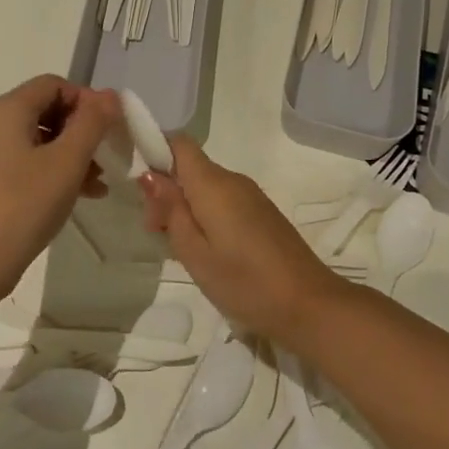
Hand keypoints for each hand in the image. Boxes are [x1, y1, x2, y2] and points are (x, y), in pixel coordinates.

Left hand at [0, 76, 120, 295]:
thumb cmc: (24, 204)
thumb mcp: (67, 161)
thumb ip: (92, 123)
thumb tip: (110, 95)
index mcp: (8, 109)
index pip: (54, 84)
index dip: (86, 100)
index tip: (108, 129)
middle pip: (46, 109)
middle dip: (81, 130)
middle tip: (106, 156)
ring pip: (38, 139)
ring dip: (71, 153)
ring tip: (97, 183)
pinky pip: (26, 161)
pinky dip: (52, 170)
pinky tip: (77, 195)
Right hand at [139, 135, 349, 343]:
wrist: (309, 305)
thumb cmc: (245, 282)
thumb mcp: (195, 253)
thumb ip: (171, 210)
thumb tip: (150, 175)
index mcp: (213, 184)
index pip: (178, 142)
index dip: (154, 151)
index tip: (139, 185)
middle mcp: (232, 180)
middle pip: (189, 167)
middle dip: (166, 191)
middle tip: (156, 234)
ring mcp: (251, 196)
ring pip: (205, 187)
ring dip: (184, 208)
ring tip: (179, 250)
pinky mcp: (261, 213)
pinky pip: (223, 201)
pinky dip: (205, 216)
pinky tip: (206, 252)